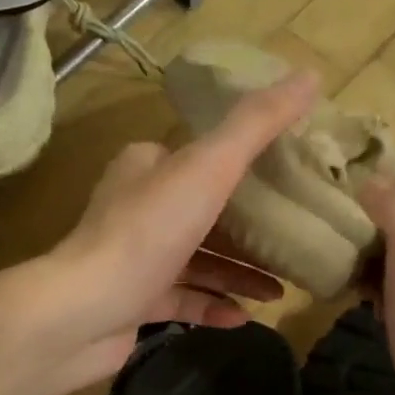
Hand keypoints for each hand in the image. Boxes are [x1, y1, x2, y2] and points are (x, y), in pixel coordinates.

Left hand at [29, 71, 319, 391]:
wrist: (83, 311)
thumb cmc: (147, 232)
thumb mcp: (208, 167)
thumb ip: (256, 125)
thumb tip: (311, 76)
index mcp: (147, 166)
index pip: (200, 156)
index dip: (244, 166)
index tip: (287, 182)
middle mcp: (136, 208)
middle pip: (204, 213)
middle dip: (249, 231)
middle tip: (293, 242)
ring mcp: (134, 259)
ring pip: (197, 261)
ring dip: (238, 274)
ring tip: (280, 290)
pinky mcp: (133, 303)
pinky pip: (184, 301)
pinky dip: (214, 306)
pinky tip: (245, 317)